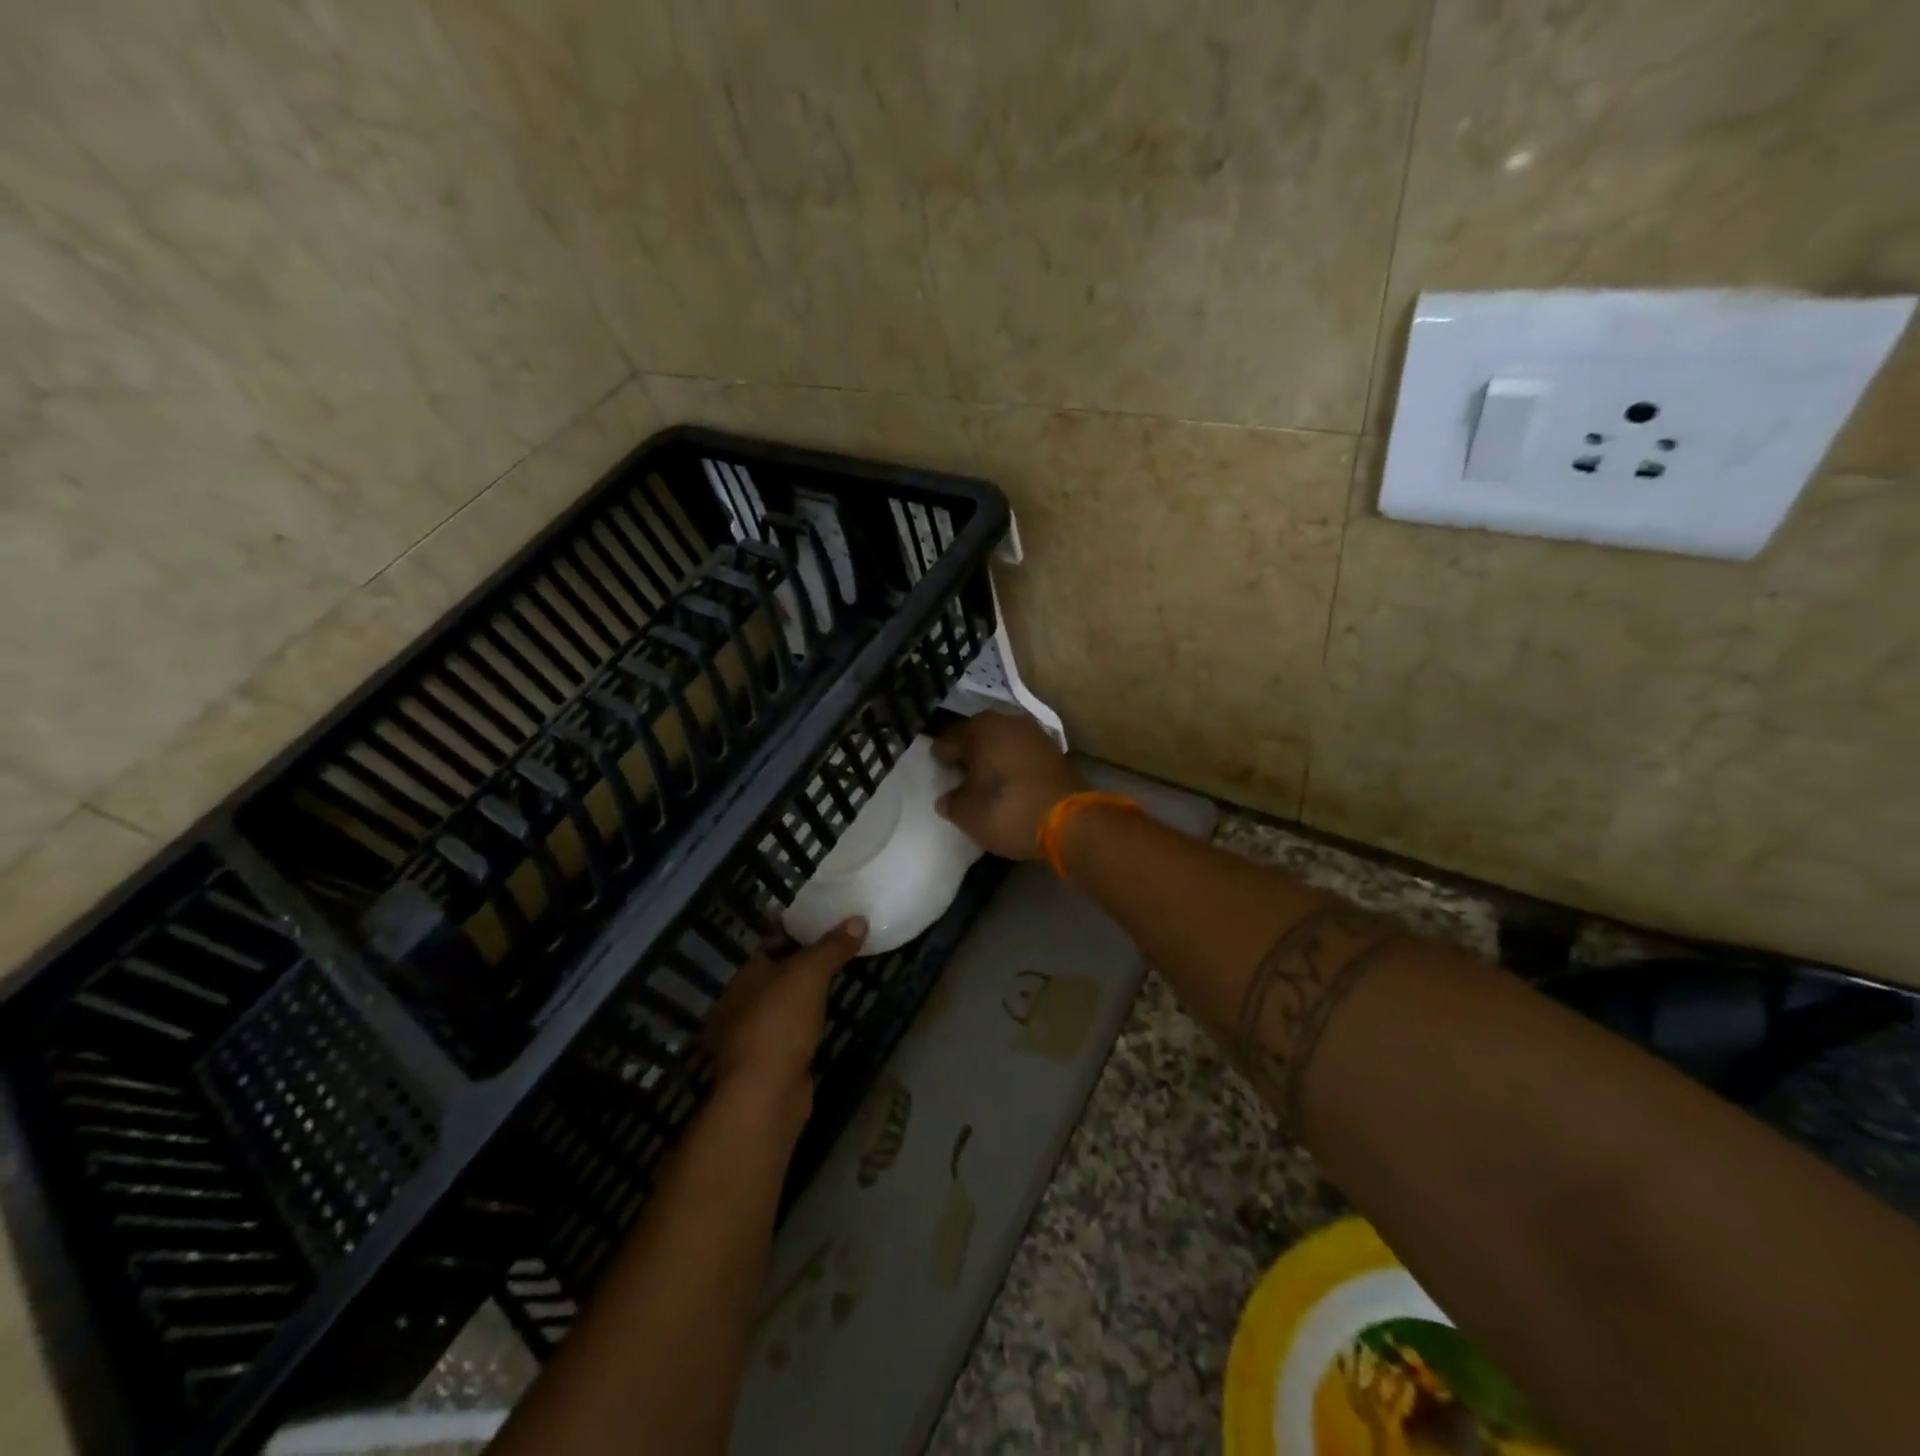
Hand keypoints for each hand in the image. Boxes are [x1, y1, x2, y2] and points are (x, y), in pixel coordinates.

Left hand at [705, 918, 866, 1103]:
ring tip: (833, 984)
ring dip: (800, 998)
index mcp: (743, 978)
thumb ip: (832, 946)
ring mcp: (748, 1040)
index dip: (794, 932)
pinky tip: (819, 1024)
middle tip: (836, 952)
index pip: (768, 946)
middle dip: (799, 965)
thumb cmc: (780, 1023)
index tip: (824, 924)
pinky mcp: (764, 1068)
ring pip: (778, 1007)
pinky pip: (785, 1035)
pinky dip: (800, 1027)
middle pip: (773, 976)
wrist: (765, 1095)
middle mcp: (738, 1006)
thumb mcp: (810, 974)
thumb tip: (858, 919)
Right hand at [932, 711, 1086, 859]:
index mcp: (980, 728)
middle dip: (969, 755)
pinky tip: (1011, 787)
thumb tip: (948, 797)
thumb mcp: (966, 814)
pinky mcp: (1056, 752)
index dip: (940, 760)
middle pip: (978, 737)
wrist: (1069, 822)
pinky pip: (1023, 756)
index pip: (947, 741)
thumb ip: (951, 801)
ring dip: (993, 760)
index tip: (939, 776)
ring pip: (1003, 744)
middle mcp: (1007, 721)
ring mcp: (1036, 734)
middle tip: (960, 779)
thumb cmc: (1007, 810)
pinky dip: (1014, 768)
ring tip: (987, 784)